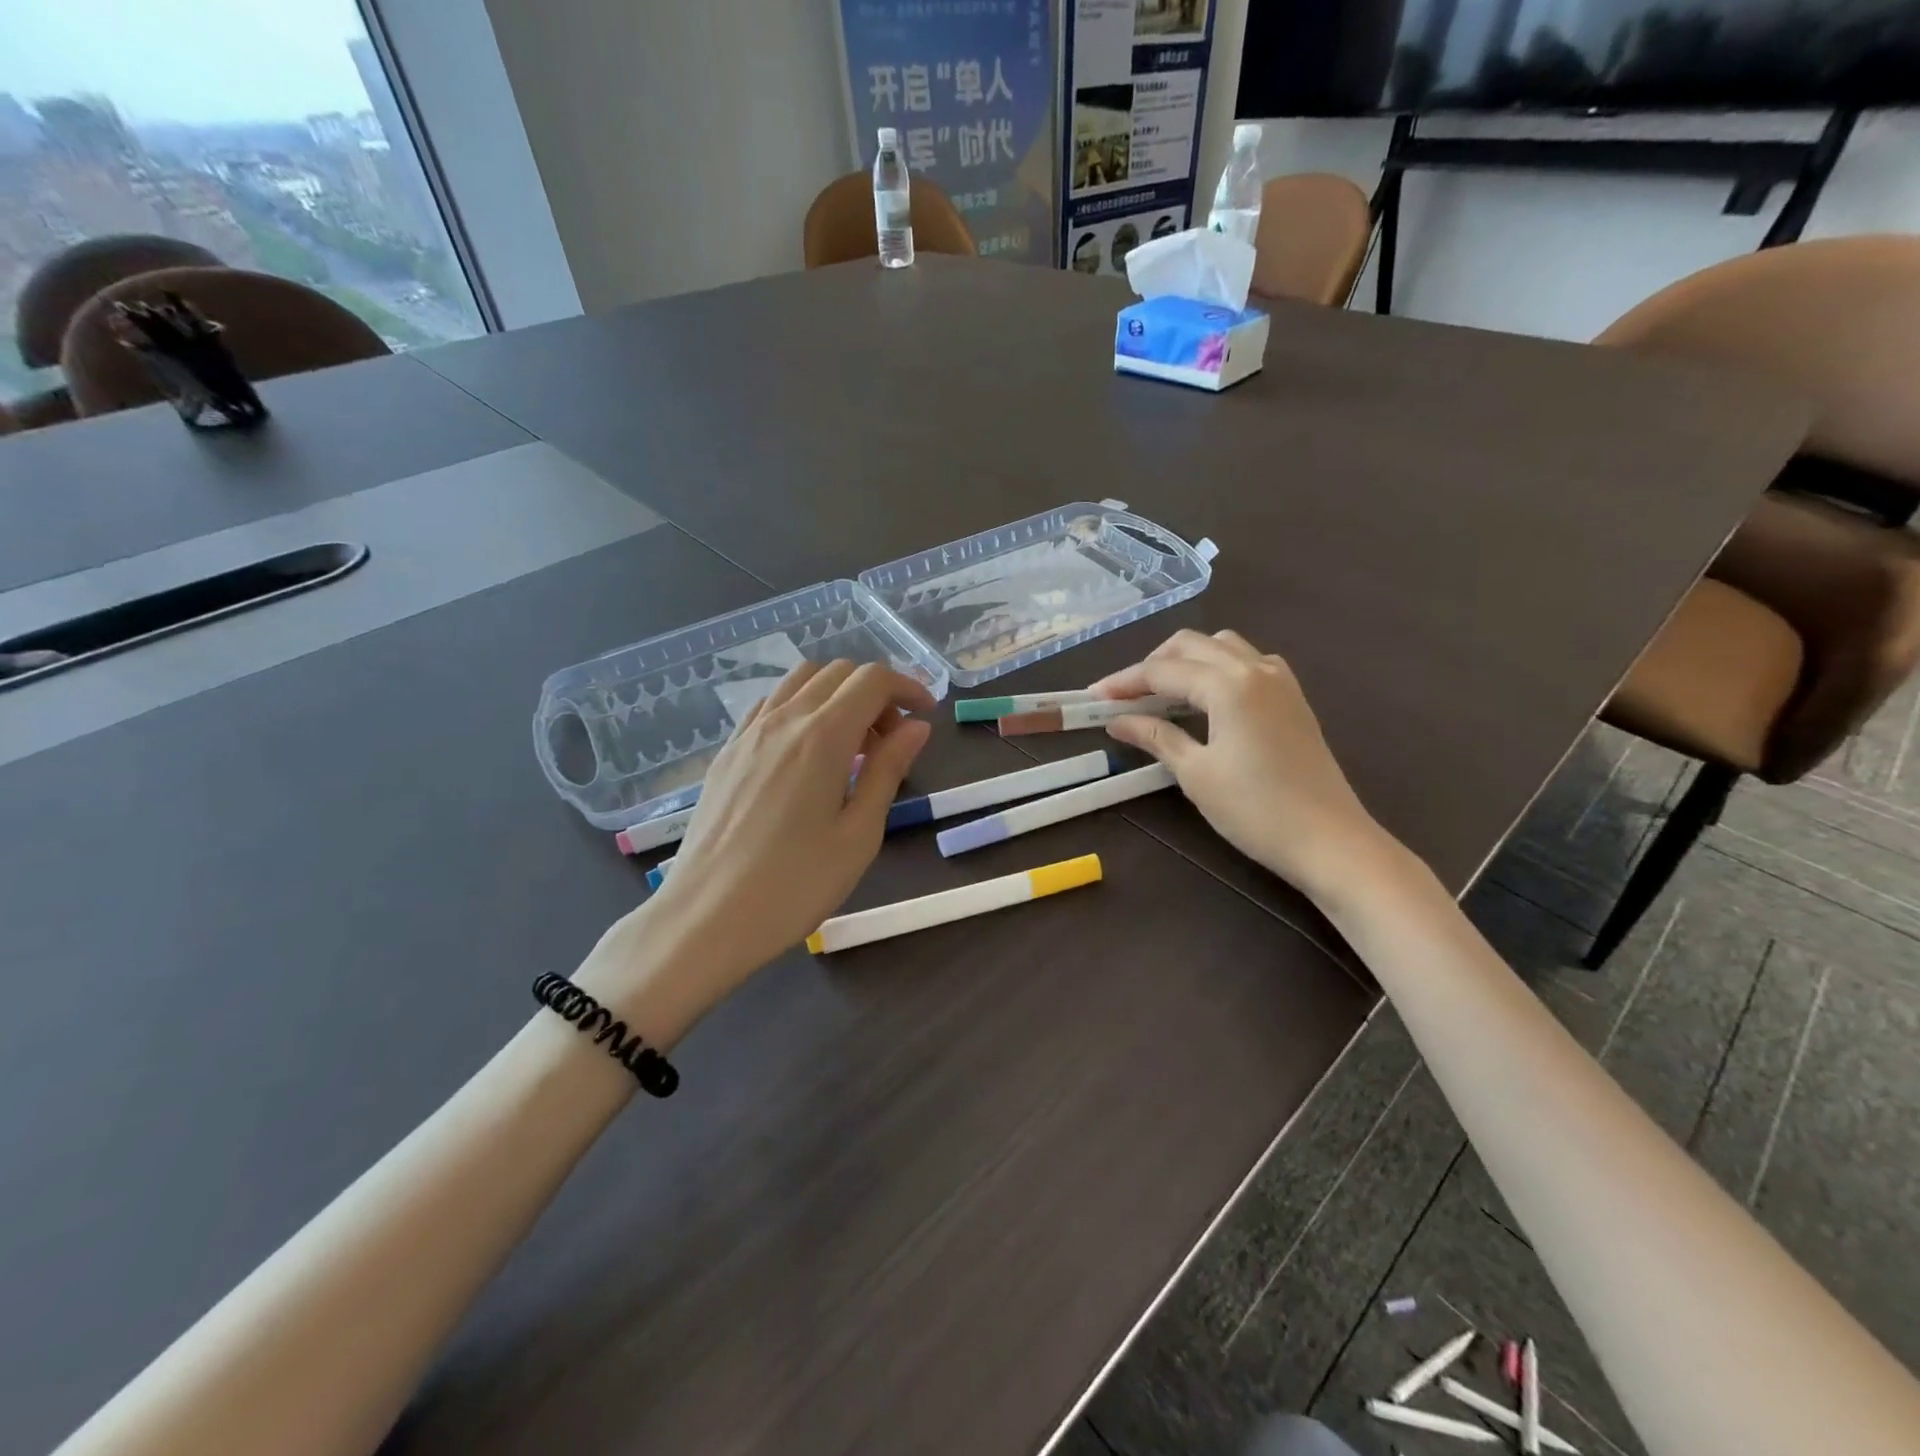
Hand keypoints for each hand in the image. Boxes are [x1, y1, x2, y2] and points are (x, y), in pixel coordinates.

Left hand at [576, 660, 934, 1040]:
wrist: (706, 918)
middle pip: (838, 672)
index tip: (926, 717)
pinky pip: (771, 705)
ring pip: (801, 681)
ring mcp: (748, 732)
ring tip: (852, 745)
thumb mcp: (859, 834)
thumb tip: (916, 727)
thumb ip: (887, 770)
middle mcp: (784, 719)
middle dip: (876, 693)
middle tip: (892, 741)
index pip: (873, 680)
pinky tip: (807, 753)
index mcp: (822, 736)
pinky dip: (802, 708)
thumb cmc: (795, 885)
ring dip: (838, 695)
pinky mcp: (727, 752)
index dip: (908, 688)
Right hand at [1091, 630, 1395, 903]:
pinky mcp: (1292, 698)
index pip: (1163, 671)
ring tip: (1161, 694)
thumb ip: (1155, 736)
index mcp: (1228, 684)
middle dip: (1152, 664)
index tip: (1093, 697)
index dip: (1124, 682)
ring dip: (1186, 661)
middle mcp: (1255, 668)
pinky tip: (1206, 699)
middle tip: (1124, 696)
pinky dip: (1217, 668)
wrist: (1329, 840)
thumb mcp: (1195, 773)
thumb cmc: (1255, 809)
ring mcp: (1279, 680)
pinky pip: (1247, 662)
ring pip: (1222, 646)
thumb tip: (1117, 721)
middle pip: (1191, 645)